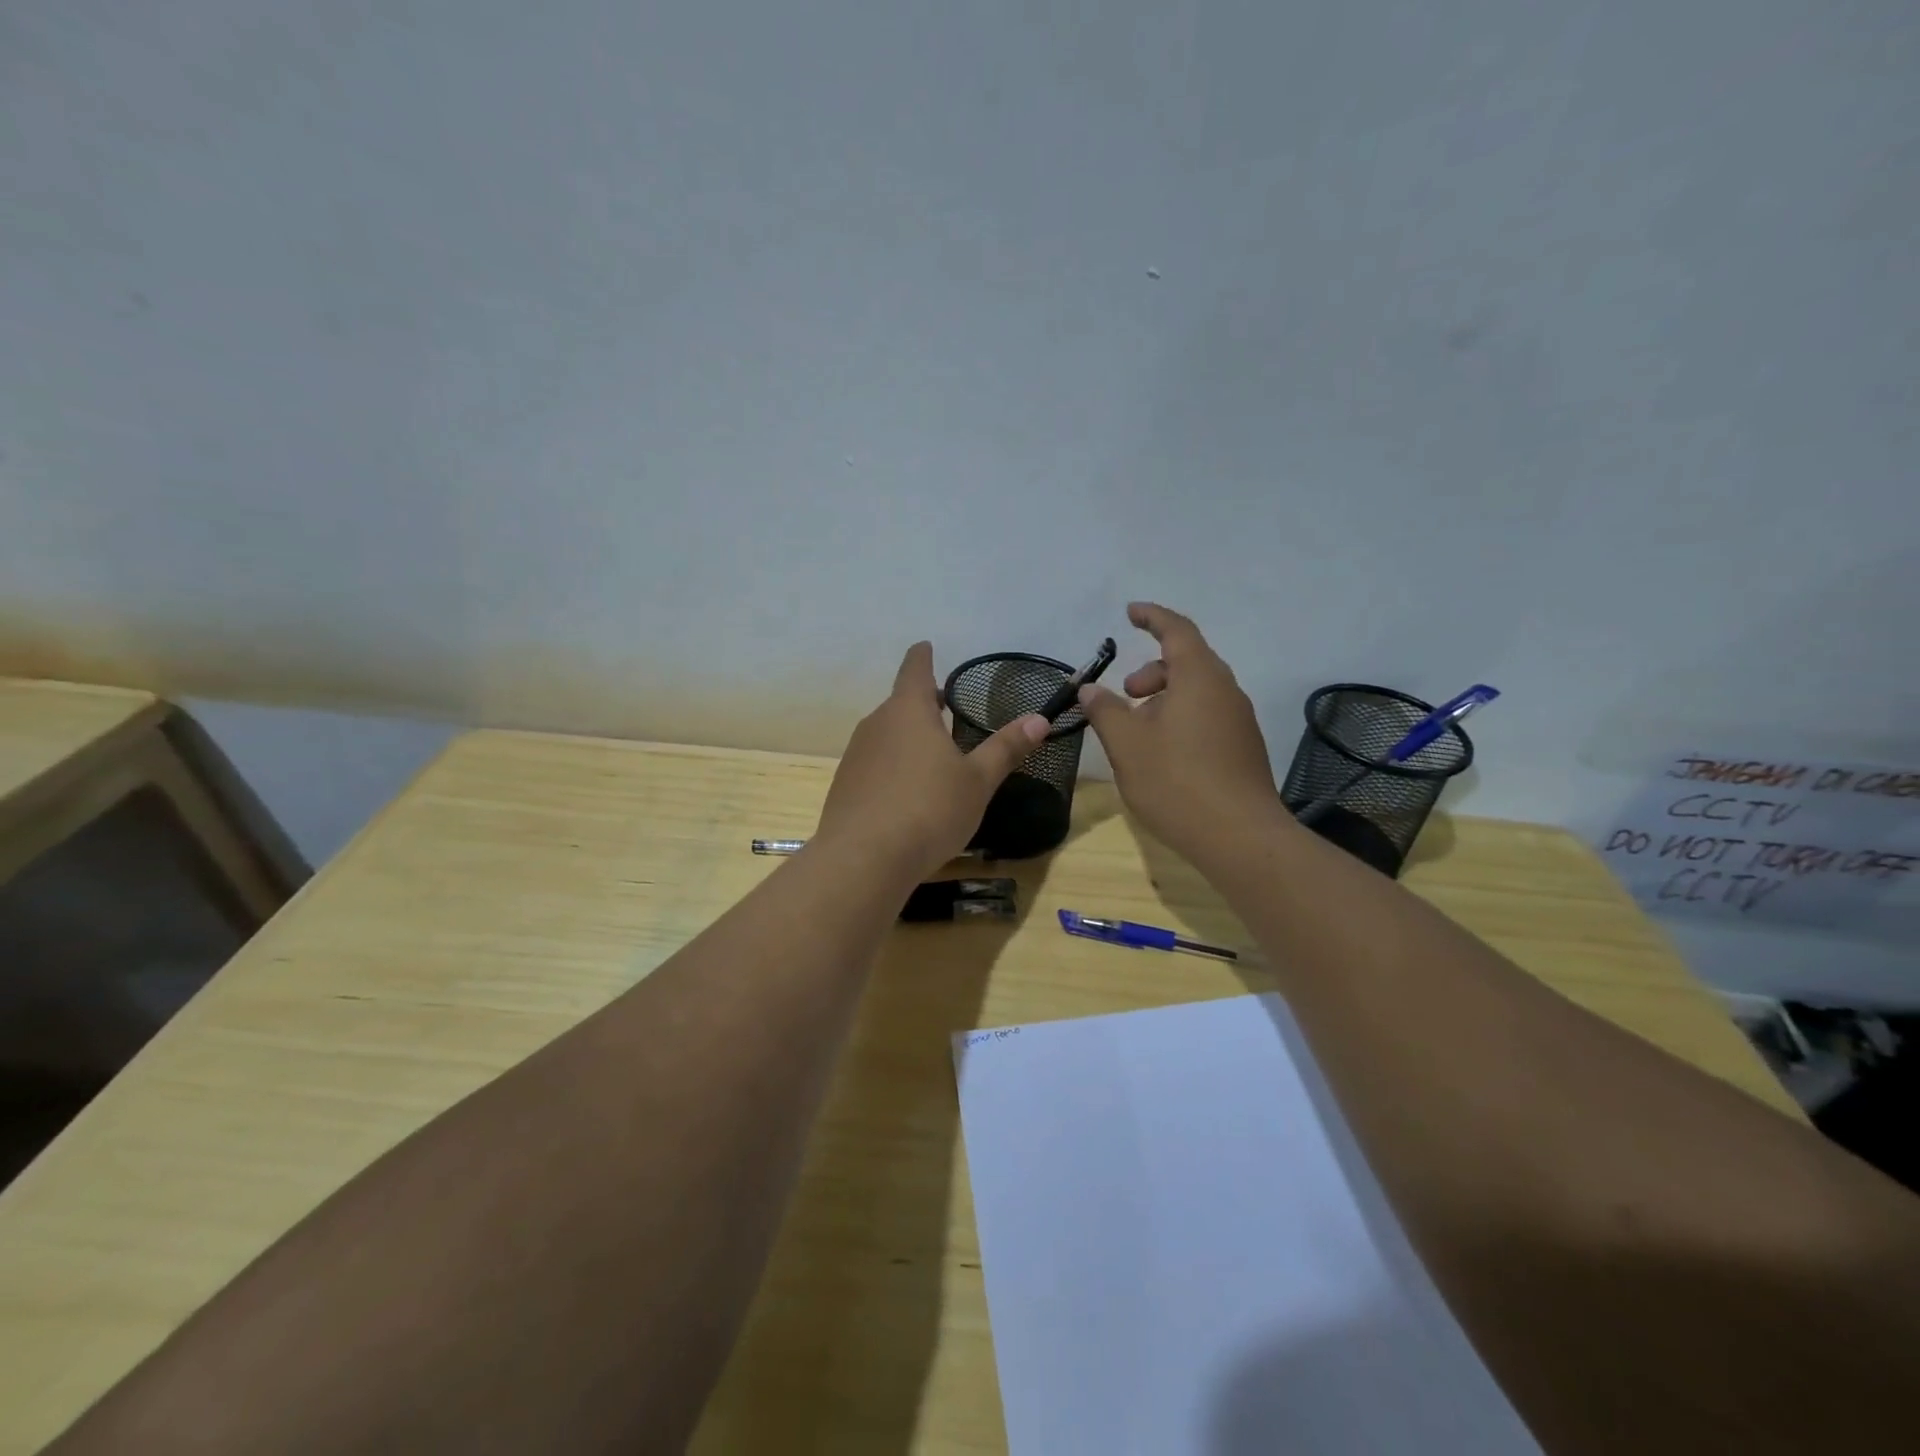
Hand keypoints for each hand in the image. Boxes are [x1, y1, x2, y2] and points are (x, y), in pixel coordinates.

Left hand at [815, 642, 1047, 882]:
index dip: (923, 656)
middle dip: (923, 704)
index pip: (914, 668)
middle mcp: (876, 723)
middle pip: (901, 702)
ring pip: (886, 734)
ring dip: (908, 737)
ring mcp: (856, 754)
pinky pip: (874, 763)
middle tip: (947, 712)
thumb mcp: (977, 781)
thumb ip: (1006, 748)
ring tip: (932, 757)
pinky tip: (906, 794)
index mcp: (909, 710)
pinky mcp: (845, 785)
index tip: (927, 646)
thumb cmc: (928, 809)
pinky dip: (892, 766)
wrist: (863, 859)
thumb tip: (1039, 719)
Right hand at [1077, 602, 1287, 868]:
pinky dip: (1181, 719)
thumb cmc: (1176, 781)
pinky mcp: (1243, 749)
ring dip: (1164, 699)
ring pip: (1198, 692)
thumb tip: (1090, 689)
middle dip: (1152, 671)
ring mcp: (1239, 721)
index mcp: (1200, 678)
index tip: (1130, 612)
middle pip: (1188, 662)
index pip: (1177, 630)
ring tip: (1137, 732)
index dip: (1152, 617)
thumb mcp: (1127, 744)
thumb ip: (1105, 710)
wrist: (1239, 837)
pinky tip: (1162, 754)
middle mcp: (1226, 691)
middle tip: (1125, 695)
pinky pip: (1208, 717)